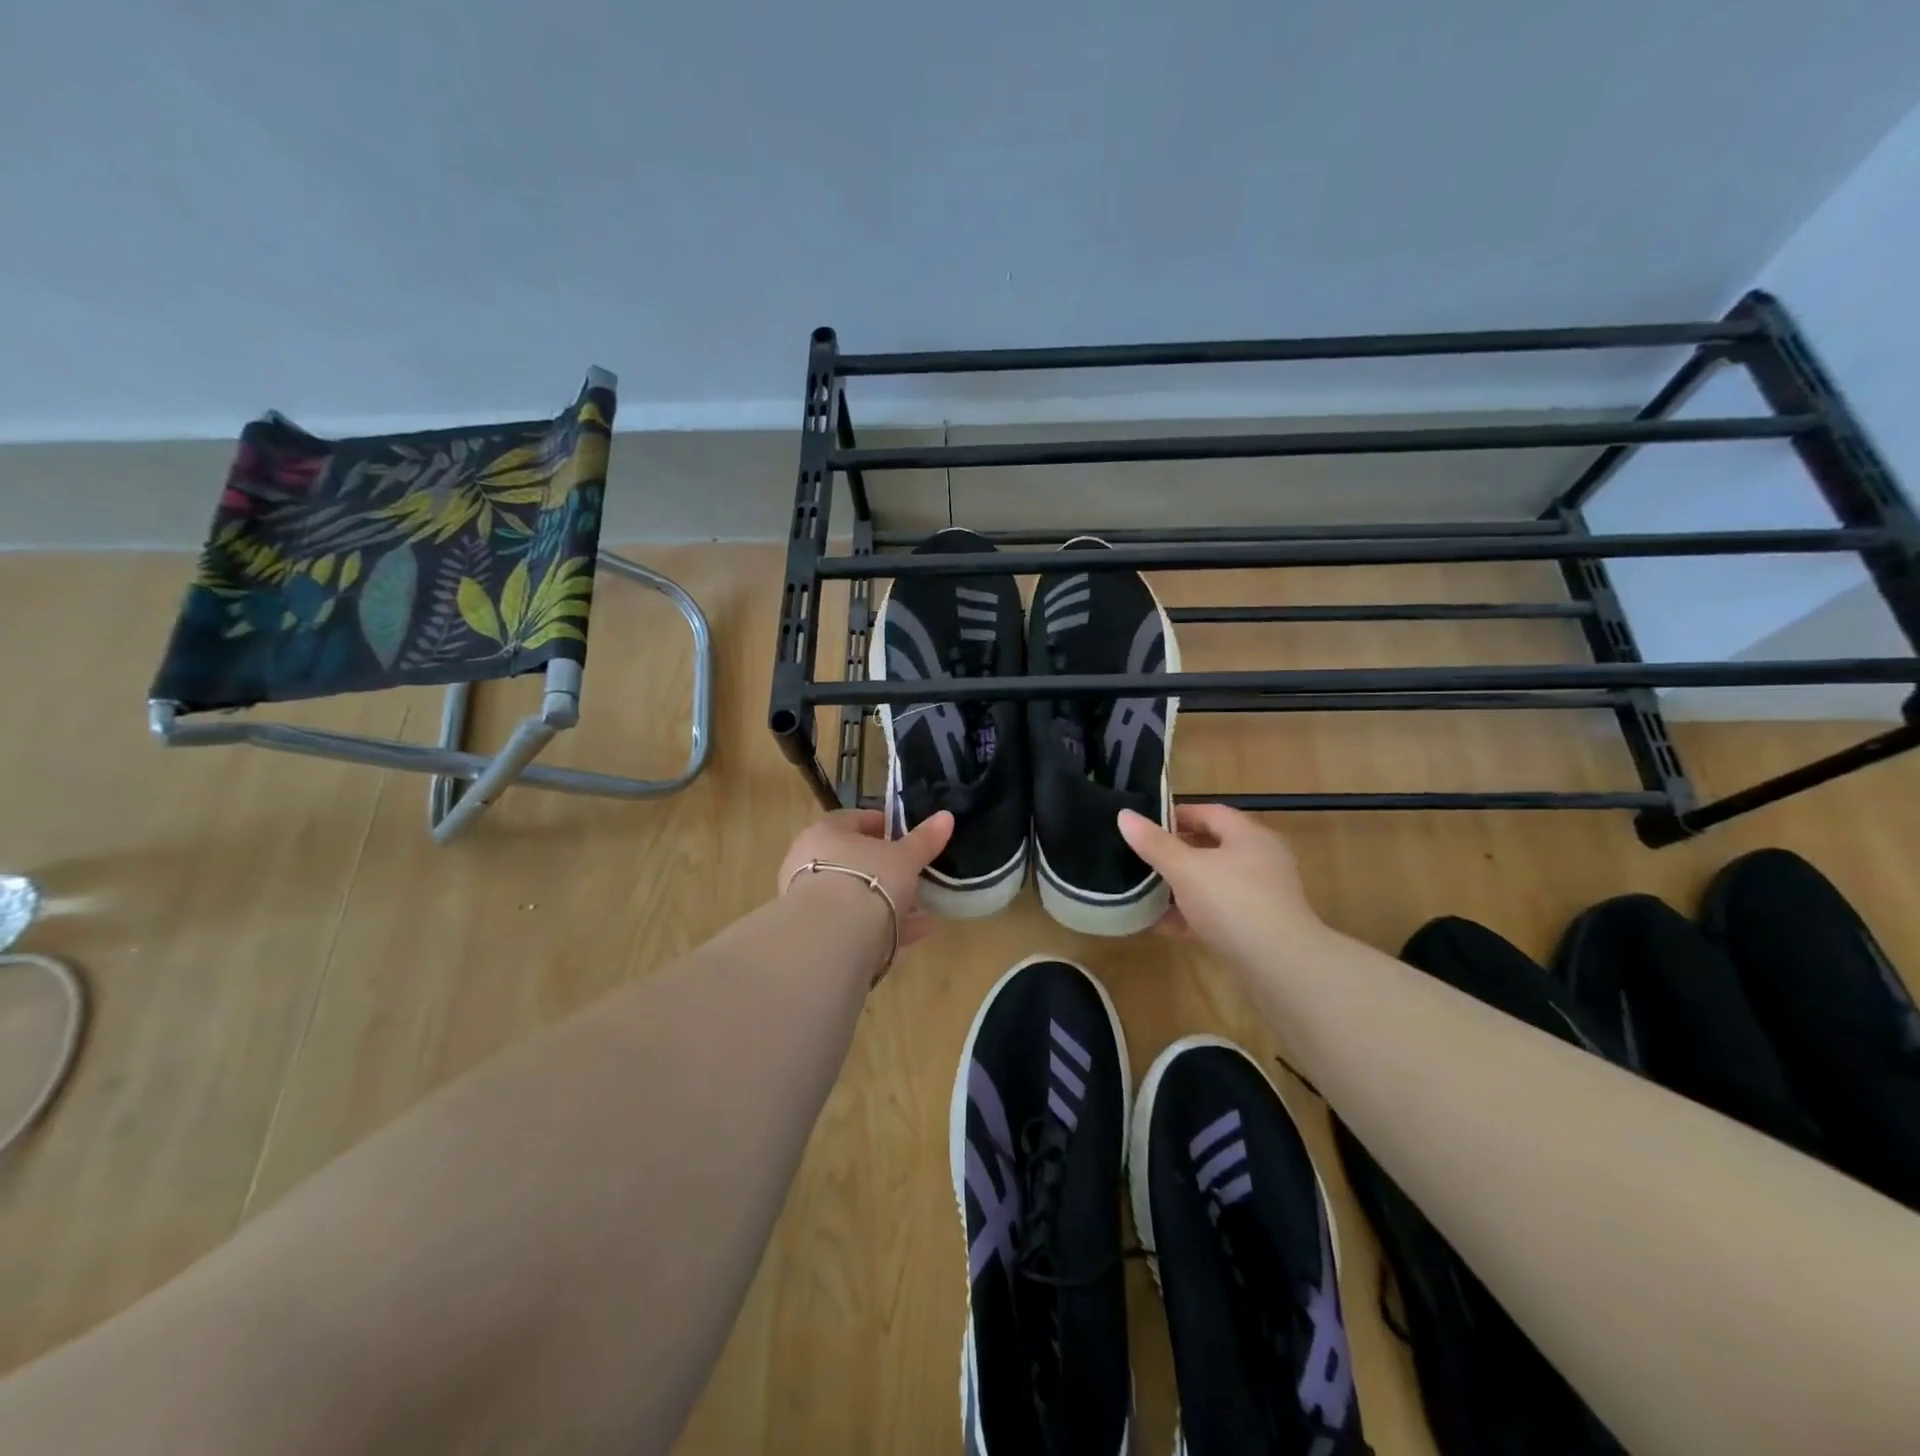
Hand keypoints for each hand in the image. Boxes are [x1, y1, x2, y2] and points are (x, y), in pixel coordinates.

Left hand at [778, 808, 954, 949]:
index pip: (855, 820)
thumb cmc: (868, 878)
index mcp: (826, 832)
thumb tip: (946, 816)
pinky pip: (855, 922)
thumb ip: (924, 839)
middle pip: (854, 860)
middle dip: (886, 868)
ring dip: (886, 900)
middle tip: (913, 874)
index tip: (905, 836)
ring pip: (854, 894)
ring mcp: (810, 898)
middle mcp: (810, 861)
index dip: (882, 825)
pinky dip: (883, 925)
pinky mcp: (817, 930)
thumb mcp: (904, 857)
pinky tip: (914, 932)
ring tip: (920, 908)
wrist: (832, 935)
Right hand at [1117, 804, 1321, 964]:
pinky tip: (1162, 925)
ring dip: (1180, 886)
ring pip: (1212, 882)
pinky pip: (1217, 912)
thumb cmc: (1232, 903)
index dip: (1175, 814)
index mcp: (1249, 836)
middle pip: (1211, 847)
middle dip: (1175, 852)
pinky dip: (1191, 914)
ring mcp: (1262, 896)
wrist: (1280, 968)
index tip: (1143, 824)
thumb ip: (1154, 843)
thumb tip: (1124, 815)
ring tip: (1144, 891)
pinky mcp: (1257, 928)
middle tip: (1140, 857)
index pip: (1209, 812)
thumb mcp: (1185, 869)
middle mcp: (1260, 860)